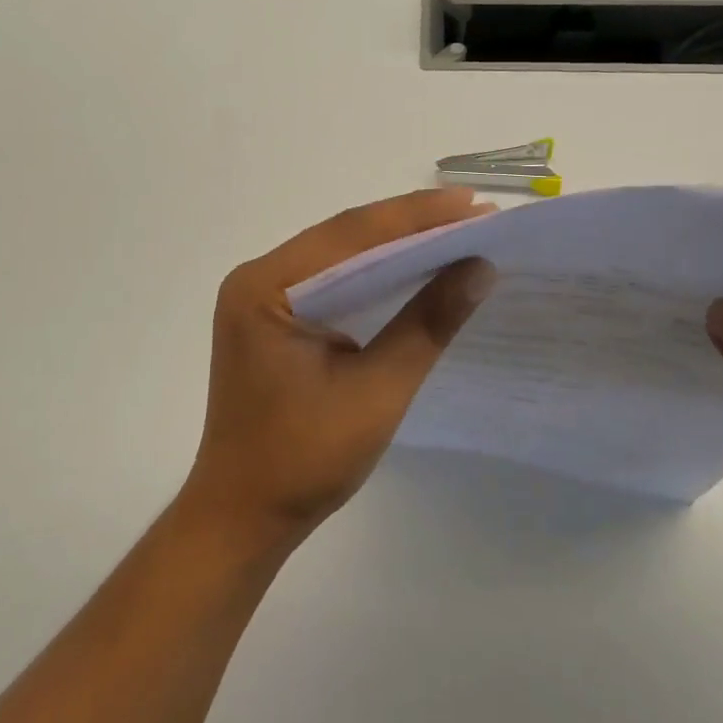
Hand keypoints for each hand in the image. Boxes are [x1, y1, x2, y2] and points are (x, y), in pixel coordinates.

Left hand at [183, 188, 496, 554]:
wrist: (243, 518)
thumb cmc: (304, 460)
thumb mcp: (376, 391)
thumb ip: (426, 325)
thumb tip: (480, 267)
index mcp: (266, 287)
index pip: (350, 235)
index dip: (416, 217)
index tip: (473, 204)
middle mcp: (257, 279)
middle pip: (344, 237)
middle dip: (410, 225)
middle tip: (474, 214)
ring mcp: (261, 298)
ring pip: (339, 255)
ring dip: (395, 245)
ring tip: (456, 232)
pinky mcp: (274, 319)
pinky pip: (331, 280)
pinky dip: (374, 273)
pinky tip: (413, 269)